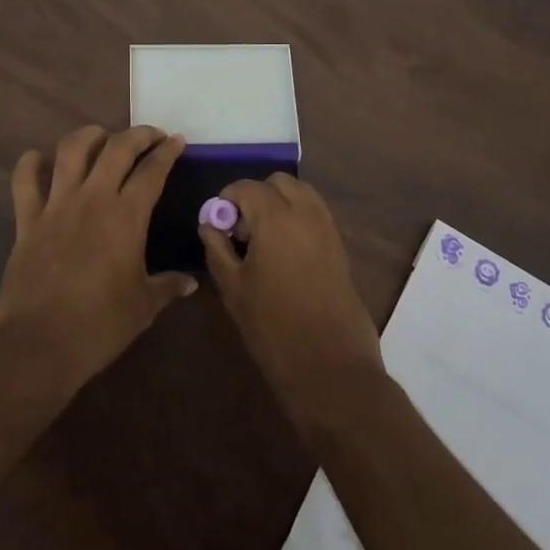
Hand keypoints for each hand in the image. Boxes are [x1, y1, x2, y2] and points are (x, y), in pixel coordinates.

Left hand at [0, 124, 195, 399]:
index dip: (167, 152)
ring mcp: (56, 206)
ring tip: (100, 136)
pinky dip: (29, 164)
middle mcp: (92, 199)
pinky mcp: (27, 221)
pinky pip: (24, 182)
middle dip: (138, 134)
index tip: (177, 141)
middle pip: (116, 148)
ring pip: (70, 151)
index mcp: (126, 216)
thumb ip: (167, 286)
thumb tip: (190, 282)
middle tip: (150, 136)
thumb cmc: (98, 327)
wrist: (37, 346)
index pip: (152, 171)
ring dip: (88, 136)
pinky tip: (38, 158)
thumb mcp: (143, 307)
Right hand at [199, 174, 385, 436]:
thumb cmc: (273, 328)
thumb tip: (209, 224)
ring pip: (301, 193)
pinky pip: (316, 213)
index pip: (246, 187)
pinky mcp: (340, 246)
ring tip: (264, 239)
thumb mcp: (233, 289)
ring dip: (280, 203)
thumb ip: (218, 249)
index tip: (218, 223)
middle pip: (278, 182)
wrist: (330, 367)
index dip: (227, 199)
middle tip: (242, 230)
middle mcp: (305, 213)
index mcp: (275, 218)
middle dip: (256, 196)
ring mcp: (327, 228)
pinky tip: (285, 252)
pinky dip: (298, 217)